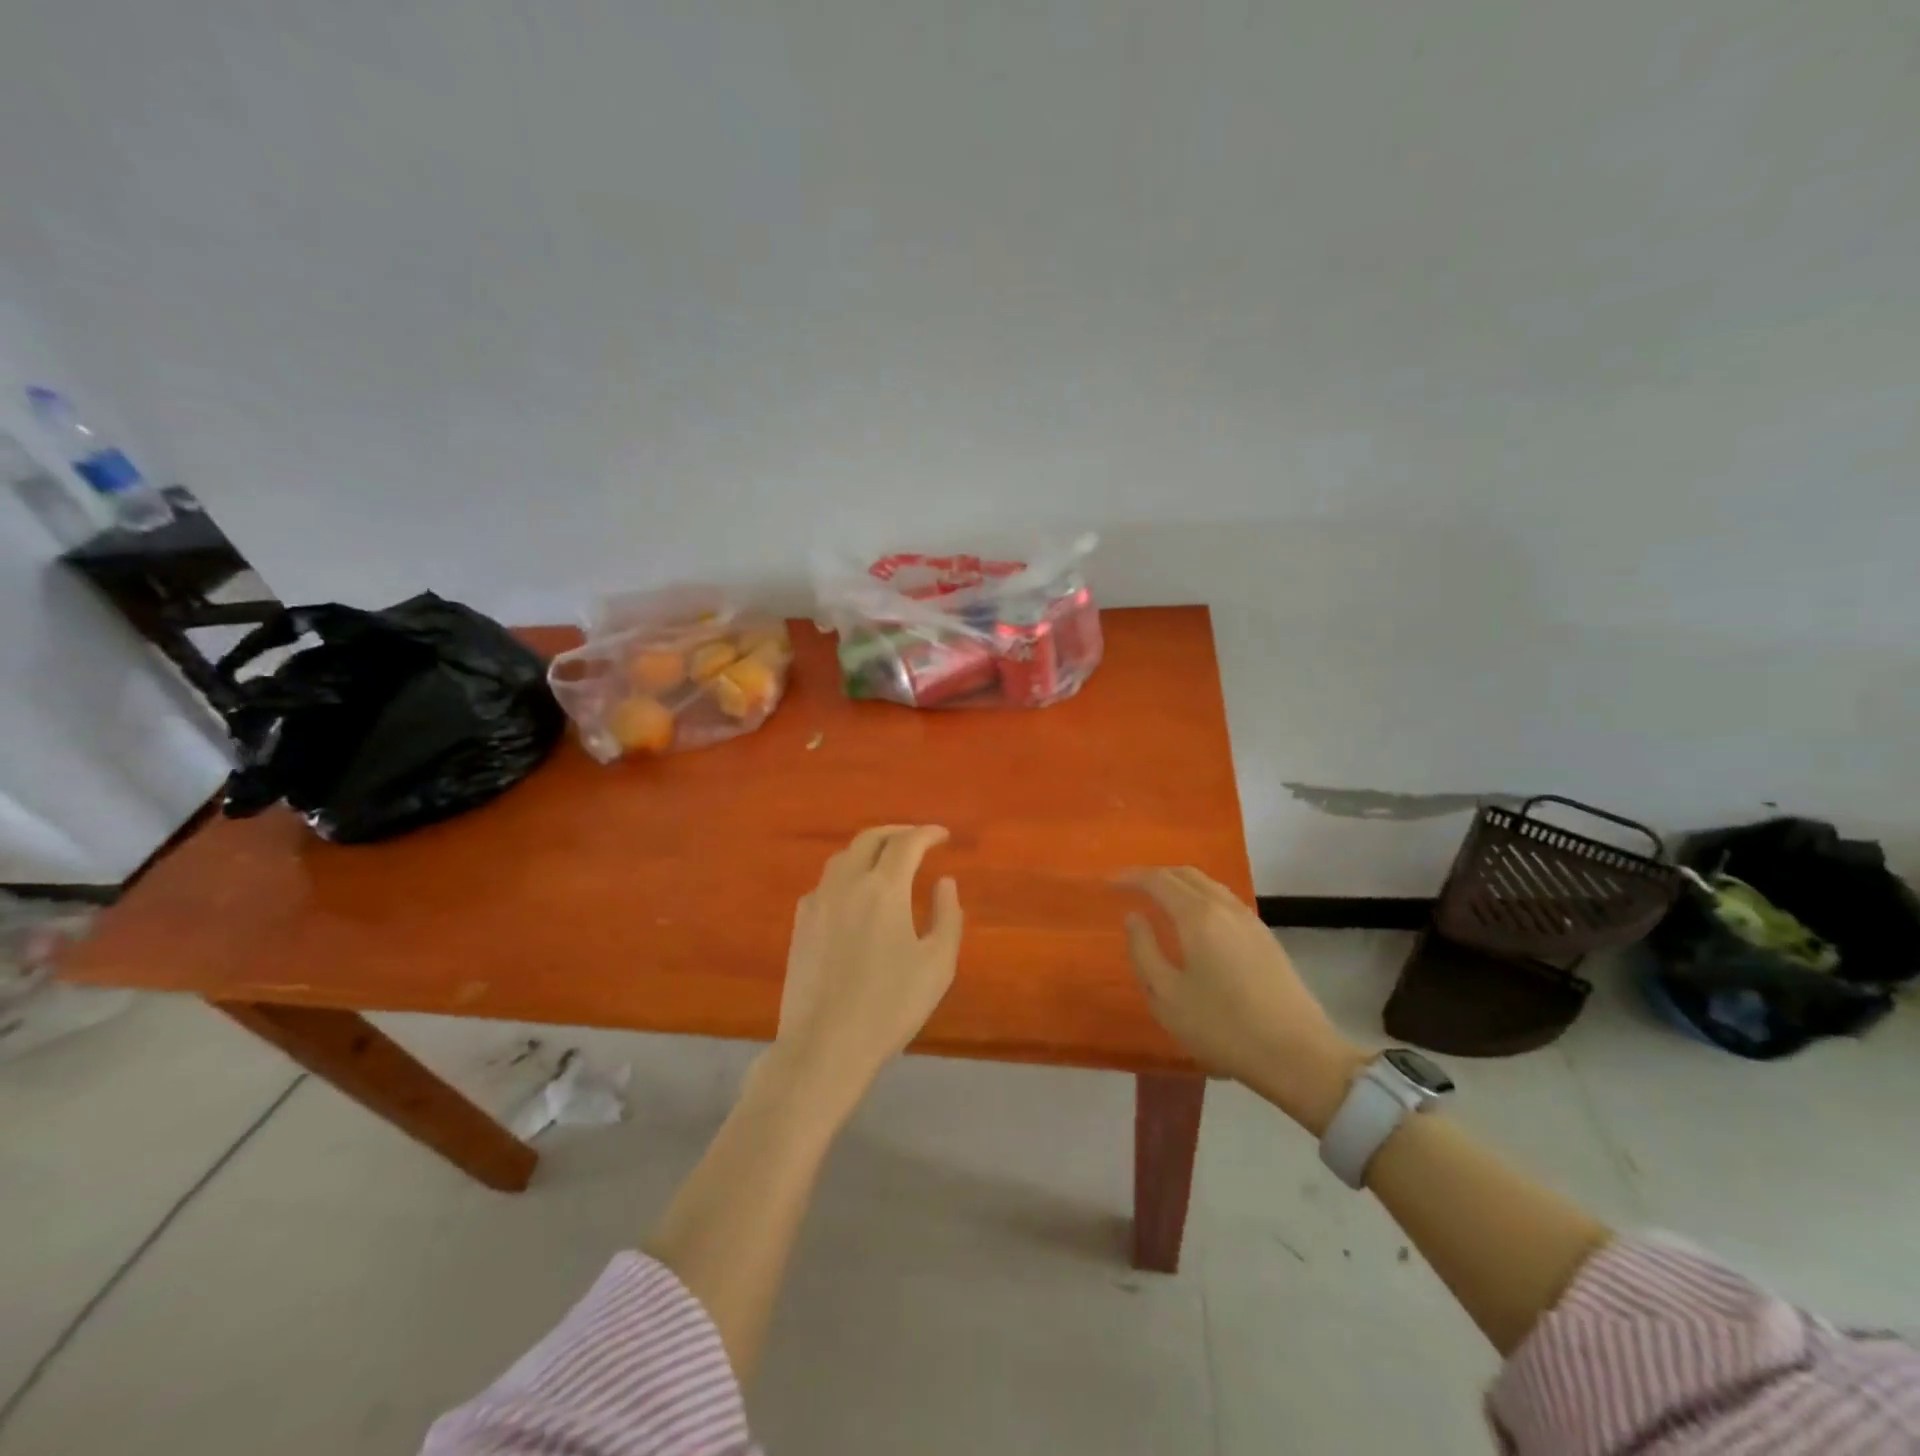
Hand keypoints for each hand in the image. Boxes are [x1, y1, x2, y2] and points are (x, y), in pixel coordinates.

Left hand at [769, 825, 963, 1115]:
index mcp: (882, 889)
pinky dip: (847, 874)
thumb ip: (947, 916)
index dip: (927, 834)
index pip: (906, 844)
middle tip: (917, 840)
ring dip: (868, 849)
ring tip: (887, 860)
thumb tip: (944, 882)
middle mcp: (846, 884)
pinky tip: (855, 894)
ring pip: (843, 858)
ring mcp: (817, 902)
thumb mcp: (937, 965)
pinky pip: (825, 883)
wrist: (825, 1045)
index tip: (943, 836)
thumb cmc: (890, 1006)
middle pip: (869, 839)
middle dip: (896, 833)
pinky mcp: (800, 924)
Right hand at [1123, 868, 1365, 1134]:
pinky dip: (1200, 897)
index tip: (1108, 883)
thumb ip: (1144, 951)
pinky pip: (1224, 900)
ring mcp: (1250, 921)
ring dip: (1180, 884)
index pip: (1158, 880)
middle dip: (1155, 875)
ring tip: (1159, 900)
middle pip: (1186, 874)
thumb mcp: (1167, 996)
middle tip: (1130, 888)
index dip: (1131, 877)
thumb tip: (1134, 917)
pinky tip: (1195, 922)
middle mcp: (1225, 907)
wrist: (1298, 1055)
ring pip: (1209, 885)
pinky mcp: (1266, 938)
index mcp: (1198, 916)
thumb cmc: (1223, 1027)